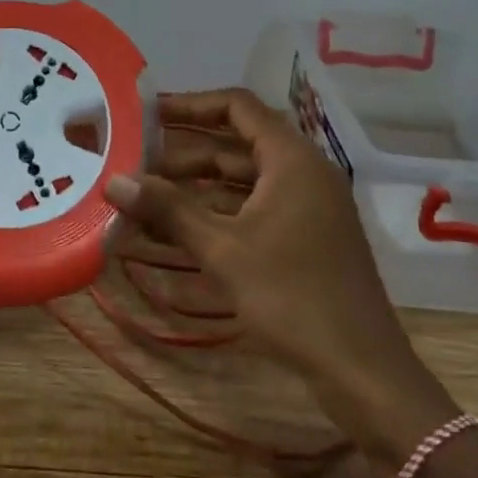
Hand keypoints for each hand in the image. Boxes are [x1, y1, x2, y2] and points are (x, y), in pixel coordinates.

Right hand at [106, 88, 459, 469]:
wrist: (363, 373)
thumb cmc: (292, 298)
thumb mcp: (222, 250)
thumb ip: (168, 209)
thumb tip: (114, 181)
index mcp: (292, 159)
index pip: (237, 106)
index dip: (191, 105)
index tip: (149, 112)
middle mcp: (303, 172)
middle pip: (238, 142)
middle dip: (186, 150)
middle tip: (138, 156)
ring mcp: (309, 206)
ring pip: (245, 178)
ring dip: (199, 184)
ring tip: (149, 194)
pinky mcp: (308, 237)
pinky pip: (256, 207)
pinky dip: (219, 211)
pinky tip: (180, 228)